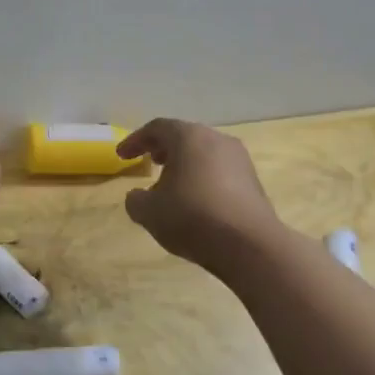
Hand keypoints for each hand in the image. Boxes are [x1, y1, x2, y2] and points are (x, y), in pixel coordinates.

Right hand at [116, 119, 285, 274]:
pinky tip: (195, 201)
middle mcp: (216, 140)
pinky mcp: (253, 182)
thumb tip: (138, 196)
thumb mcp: (148, 212)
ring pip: (204, 154)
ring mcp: (240, 160)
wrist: (250, 246)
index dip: (135, 140)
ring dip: (184, 165)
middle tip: (149, 162)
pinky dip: (202, 178)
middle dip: (163, 148)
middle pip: (184, 137)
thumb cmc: (192, 217)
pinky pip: (220, 171)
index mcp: (189, 137)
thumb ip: (135, 200)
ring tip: (170, 185)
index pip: (156, 128)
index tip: (121, 156)